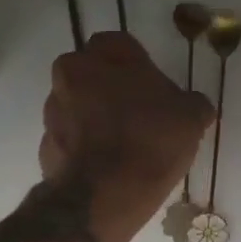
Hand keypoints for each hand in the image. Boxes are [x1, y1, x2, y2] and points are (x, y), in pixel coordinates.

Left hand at [42, 32, 215, 239]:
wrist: (103, 197)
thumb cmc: (150, 143)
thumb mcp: (191, 119)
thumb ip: (192, 103)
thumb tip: (195, 106)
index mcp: (103, 56)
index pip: (119, 44)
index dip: (138, 63)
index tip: (153, 86)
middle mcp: (70, 74)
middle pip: (92, 72)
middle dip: (111, 86)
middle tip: (139, 112)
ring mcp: (53, 111)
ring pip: (78, 104)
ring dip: (95, 116)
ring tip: (124, 143)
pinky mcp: (45, 145)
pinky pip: (70, 137)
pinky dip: (85, 145)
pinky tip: (108, 165)